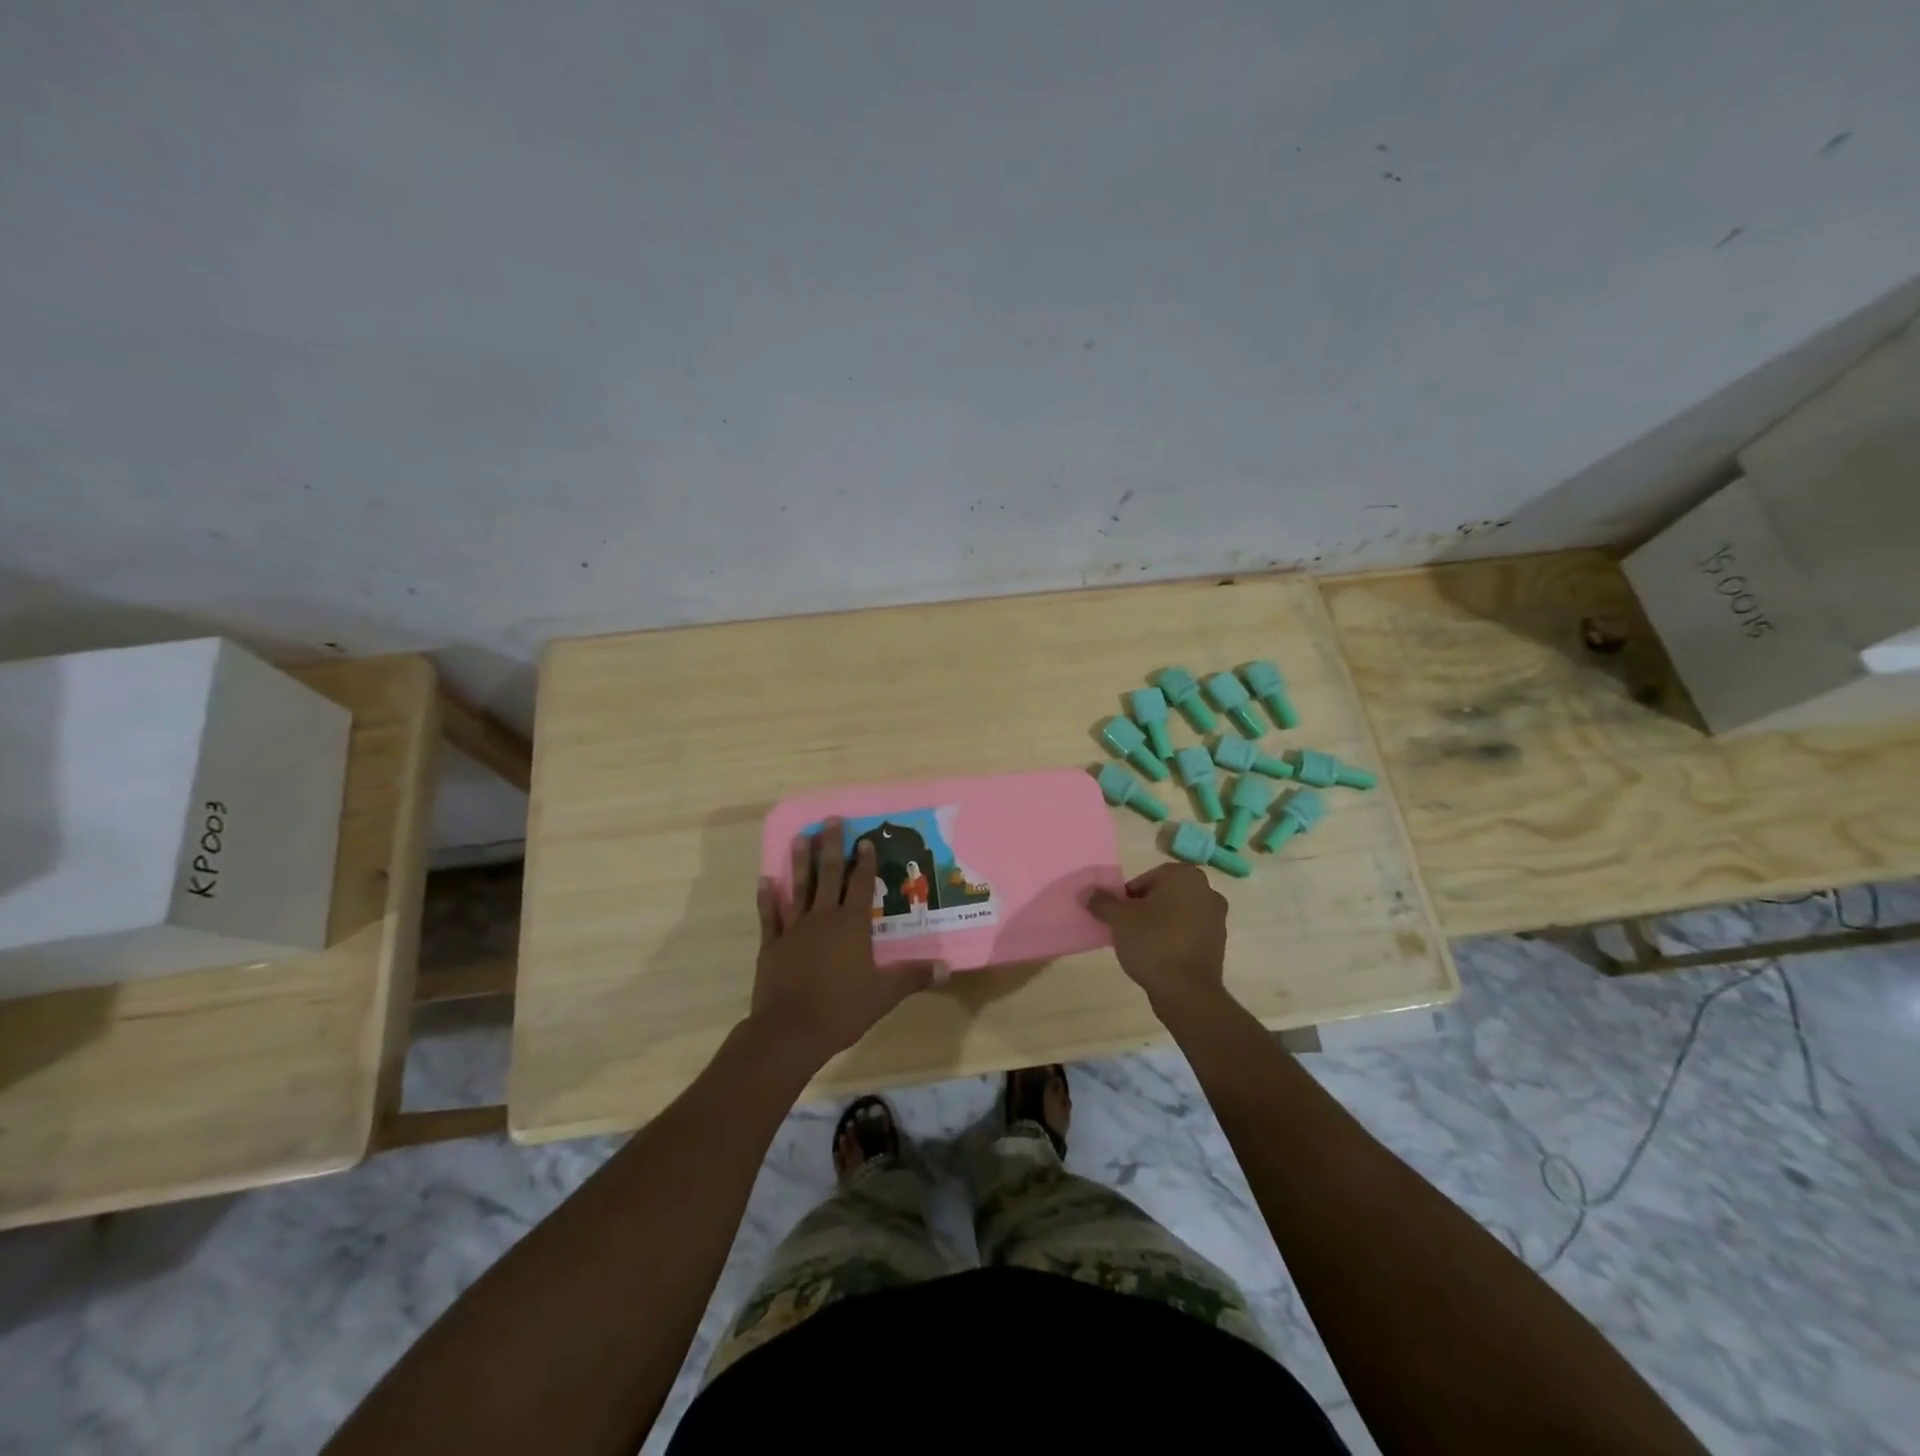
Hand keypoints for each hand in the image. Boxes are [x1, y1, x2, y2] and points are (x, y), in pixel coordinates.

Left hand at [750, 820, 934, 1067]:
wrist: (790, 1031)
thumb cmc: (841, 1010)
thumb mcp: (883, 995)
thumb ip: (912, 977)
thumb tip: (946, 968)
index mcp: (852, 926)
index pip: (861, 885)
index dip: (864, 862)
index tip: (865, 840)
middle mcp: (823, 918)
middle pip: (828, 875)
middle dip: (831, 846)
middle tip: (830, 820)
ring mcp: (795, 929)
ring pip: (798, 887)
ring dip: (799, 861)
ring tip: (800, 836)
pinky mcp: (772, 945)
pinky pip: (770, 915)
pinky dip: (767, 897)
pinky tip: (765, 880)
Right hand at [1087, 863, 1229, 1016]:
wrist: (1187, 991)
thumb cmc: (1152, 943)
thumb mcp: (1118, 919)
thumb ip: (1102, 902)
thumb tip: (1088, 893)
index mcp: (1184, 876)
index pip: (1146, 878)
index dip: (1128, 897)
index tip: (1119, 916)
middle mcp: (1207, 890)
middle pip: (1164, 894)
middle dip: (1145, 908)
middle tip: (1127, 928)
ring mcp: (1217, 918)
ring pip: (1178, 913)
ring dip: (1160, 923)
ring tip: (1142, 944)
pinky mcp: (1220, 943)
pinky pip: (1189, 932)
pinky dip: (1174, 938)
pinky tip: (1160, 956)